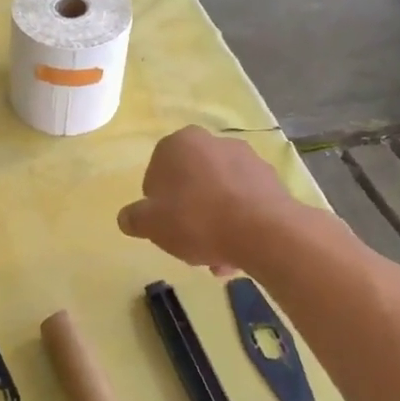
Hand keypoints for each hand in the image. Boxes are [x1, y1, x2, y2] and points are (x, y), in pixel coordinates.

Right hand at [117, 126, 296, 273]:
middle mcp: (213, 142)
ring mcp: (247, 159)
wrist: (264, 232)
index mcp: (179, 143)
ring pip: (219, 195)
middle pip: (191, 184)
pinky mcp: (272, 180)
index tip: (164, 226)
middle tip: (189, 244)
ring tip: (217, 258)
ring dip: (215, 222)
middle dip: (189, 214)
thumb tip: (127, 217)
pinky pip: (245, 202)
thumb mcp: (150, 224)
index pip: (156, 173)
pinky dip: (239, 223)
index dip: (157, 203)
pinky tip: (238, 252)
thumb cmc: (196, 219)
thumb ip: (134, 218)